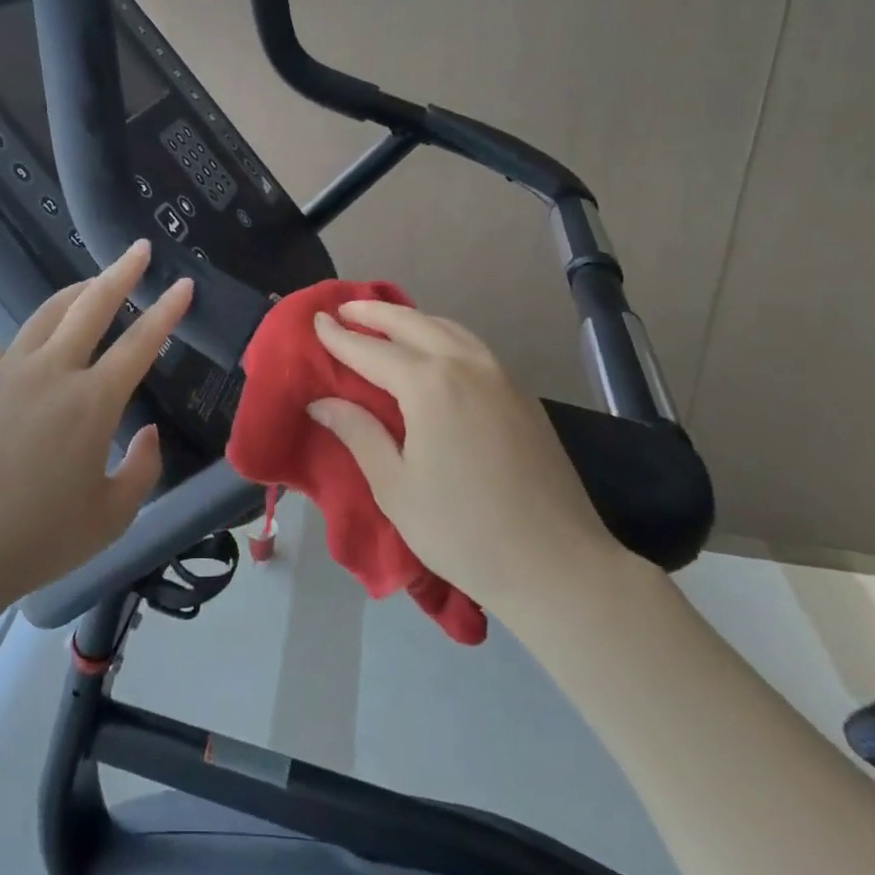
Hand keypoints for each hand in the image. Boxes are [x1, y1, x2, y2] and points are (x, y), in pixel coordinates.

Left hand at [0, 240, 191, 608]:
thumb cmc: (40, 539)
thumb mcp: (112, 516)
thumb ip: (143, 468)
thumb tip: (147, 431)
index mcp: (91, 402)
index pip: (140, 342)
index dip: (166, 310)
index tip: (183, 284)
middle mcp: (50, 372)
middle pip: (91, 305)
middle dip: (121, 272)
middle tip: (138, 249)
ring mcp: (6, 371)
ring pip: (47, 313)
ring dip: (77, 292)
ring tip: (94, 282)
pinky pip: (13, 346)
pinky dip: (37, 337)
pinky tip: (41, 351)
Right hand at [307, 301, 629, 622]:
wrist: (558, 566)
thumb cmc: (463, 531)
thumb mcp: (395, 487)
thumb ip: (358, 434)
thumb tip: (322, 402)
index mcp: (430, 385)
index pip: (372, 350)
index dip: (340, 337)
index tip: (316, 320)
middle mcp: (466, 366)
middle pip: (413, 323)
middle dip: (375, 313)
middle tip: (345, 308)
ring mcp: (501, 377)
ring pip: (448, 329)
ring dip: (412, 319)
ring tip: (385, 322)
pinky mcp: (522, 395)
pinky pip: (472, 347)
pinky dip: (442, 336)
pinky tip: (433, 351)